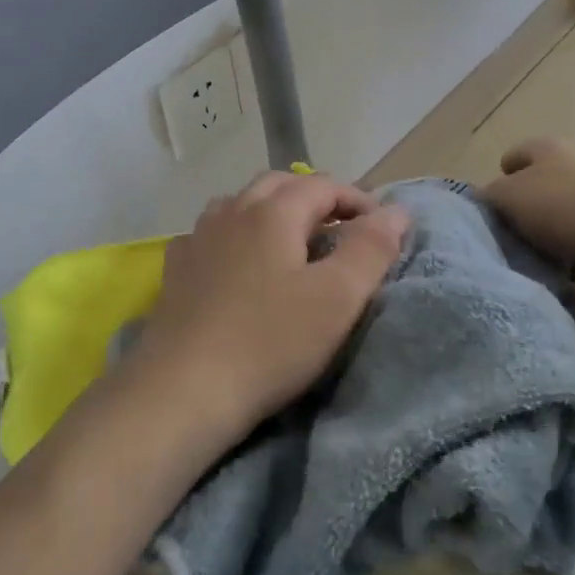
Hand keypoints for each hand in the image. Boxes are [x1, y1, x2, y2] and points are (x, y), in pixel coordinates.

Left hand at [125, 172, 409, 448]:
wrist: (182, 390)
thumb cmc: (270, 342)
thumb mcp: (337, 298)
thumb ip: (371, 248)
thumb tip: (397, 211)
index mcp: (274, 211)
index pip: (324, 185)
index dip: (358, 200)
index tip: (382, 229)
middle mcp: (232, 211)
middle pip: (280, 185)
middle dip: (315, 198)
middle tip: (341, 229)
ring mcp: (198, 237)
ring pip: (241, 203)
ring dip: (272, 211)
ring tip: (292, 241)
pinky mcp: (176, 269)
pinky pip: (211, 233)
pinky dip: (235, 234)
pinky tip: (237, 261)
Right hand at [479, 137, 574, 284]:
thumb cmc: (570, 209)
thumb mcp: (510, 197)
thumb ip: (489, 198)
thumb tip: (484, 203)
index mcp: (546, 149)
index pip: (512, 158)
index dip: (498, 181)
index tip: (490, 214)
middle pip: (537, 192)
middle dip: (523, 218)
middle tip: (506, 246)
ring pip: (561, 222)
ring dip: (549, 244)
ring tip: (534, 271)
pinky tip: (565, 283)